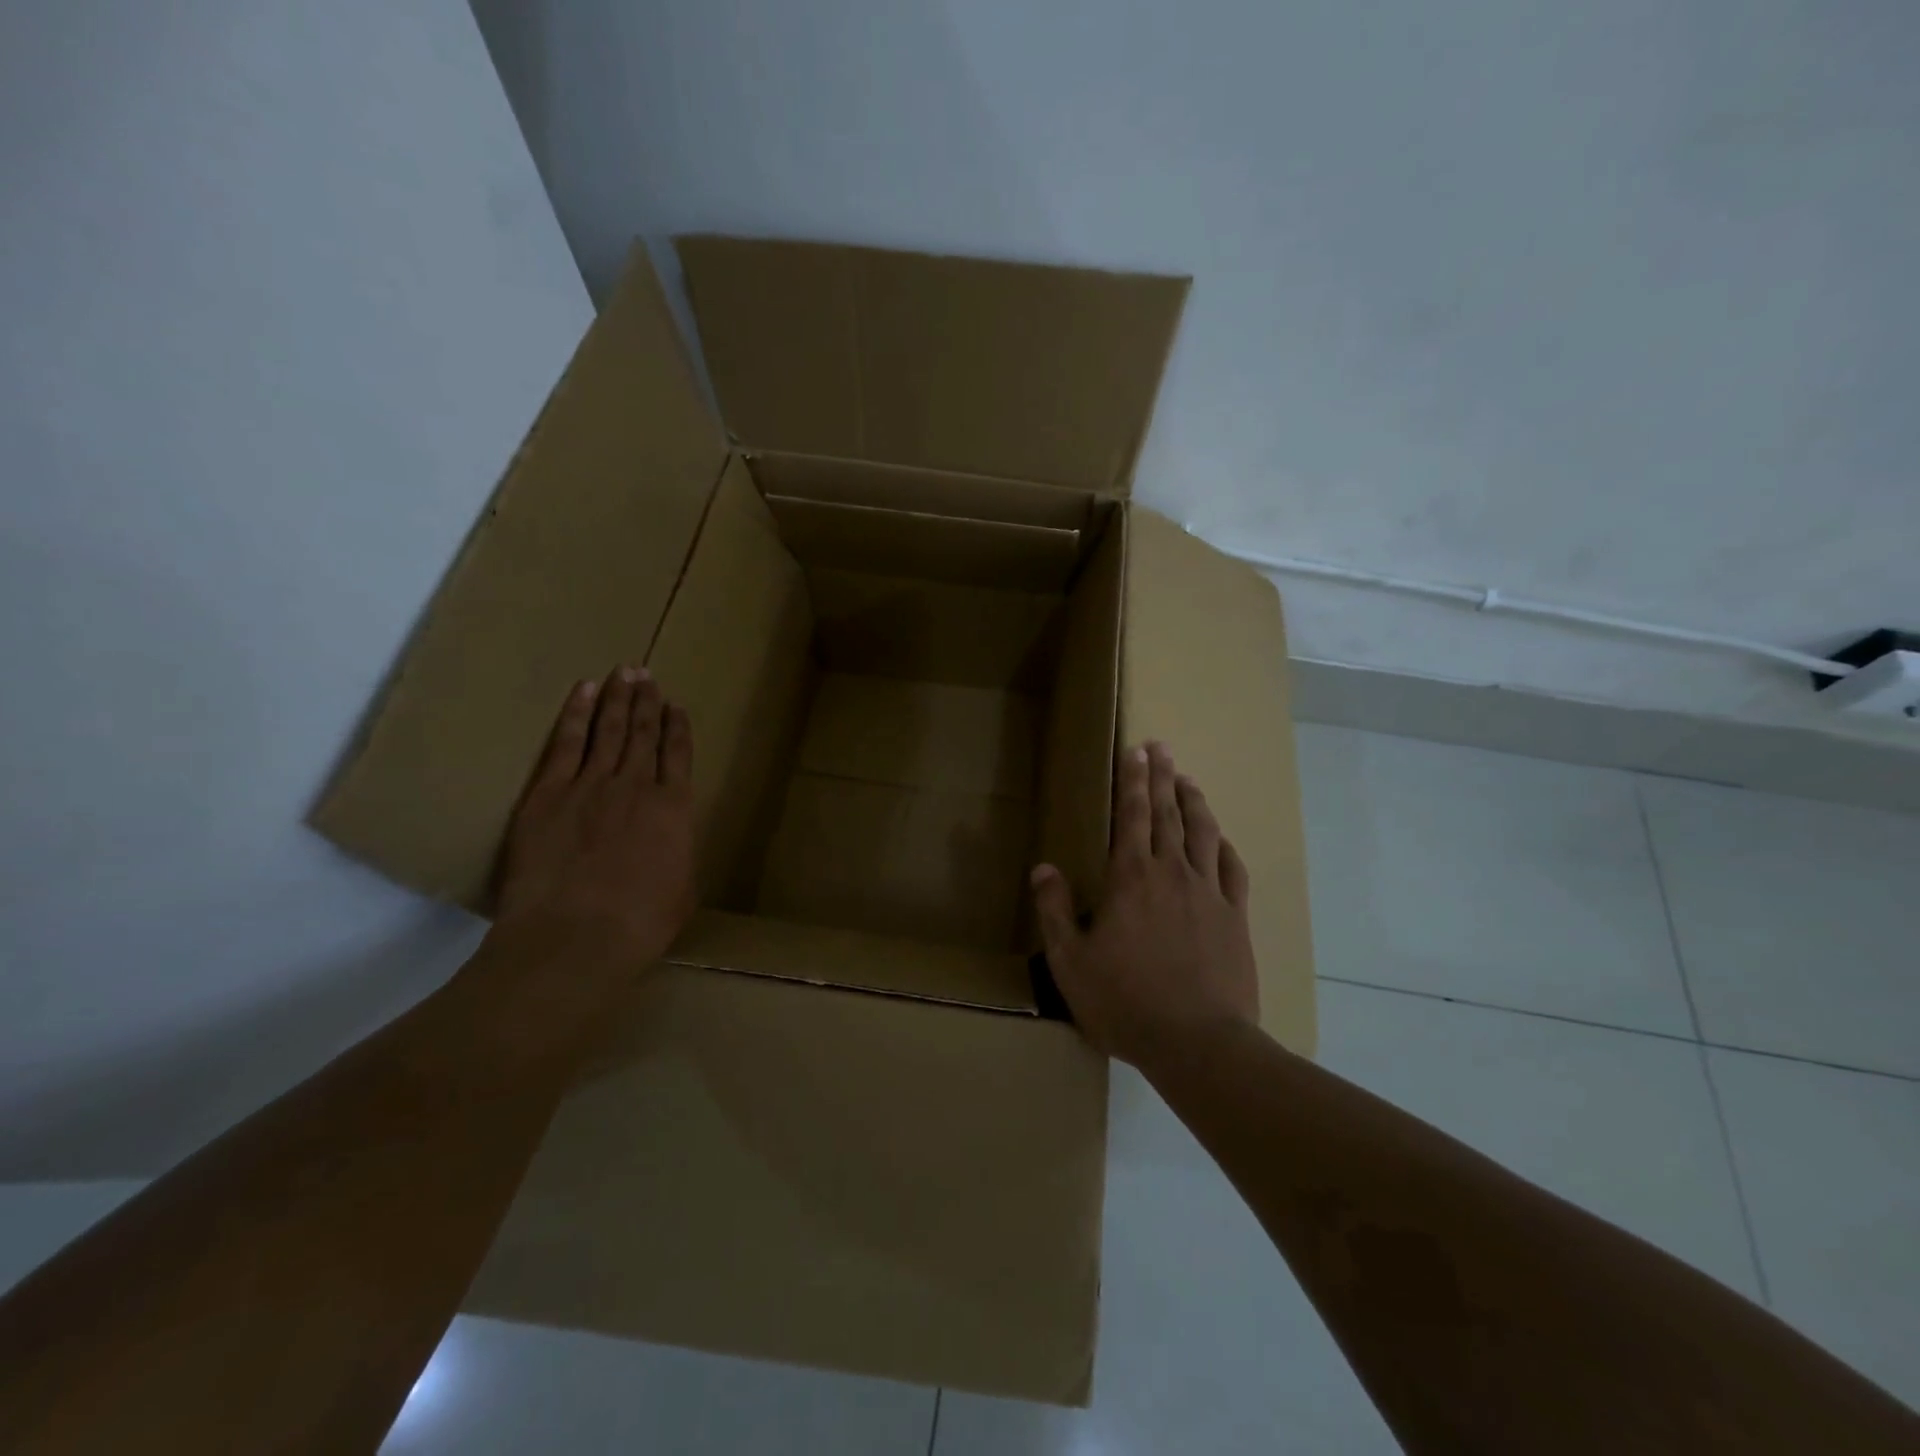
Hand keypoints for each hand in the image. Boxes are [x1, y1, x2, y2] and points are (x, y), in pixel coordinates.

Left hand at [492, 664, 696, 966]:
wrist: (575, 936)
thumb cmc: (640, 924)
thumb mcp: (682, 891)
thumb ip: (678, 856)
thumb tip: (672, 845)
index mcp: (674, 809)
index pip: (678, 755)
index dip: (678, 727)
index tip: (676, 706)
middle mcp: (636, 786)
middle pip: (643, 733)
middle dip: (647, 701)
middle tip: (646, 674)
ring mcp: (590, 785)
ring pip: (609, 729)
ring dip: (618, 698)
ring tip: (624, 672)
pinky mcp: (548, 793)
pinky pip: (566, 743)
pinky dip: (576, 714)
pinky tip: (584, 692)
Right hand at [1030, 741, 1258, 1069]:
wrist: (1197, 1043)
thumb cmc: (1125, 1001)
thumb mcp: (1070, 961)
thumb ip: (1055, 910)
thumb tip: (1043, 868)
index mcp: (1130, 878)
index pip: (1132, 816)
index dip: (1133, 781)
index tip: (1136, 751)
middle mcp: (1171, 873)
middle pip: (1168, 814)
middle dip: (1162, 777)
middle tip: (1161, 747)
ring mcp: (1208, 893)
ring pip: (1203, 834)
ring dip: (1195, 802)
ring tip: (1188, 779)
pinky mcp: (1235, 918)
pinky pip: (1233, 871)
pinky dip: (1225, 847)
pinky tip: (1222, 839)